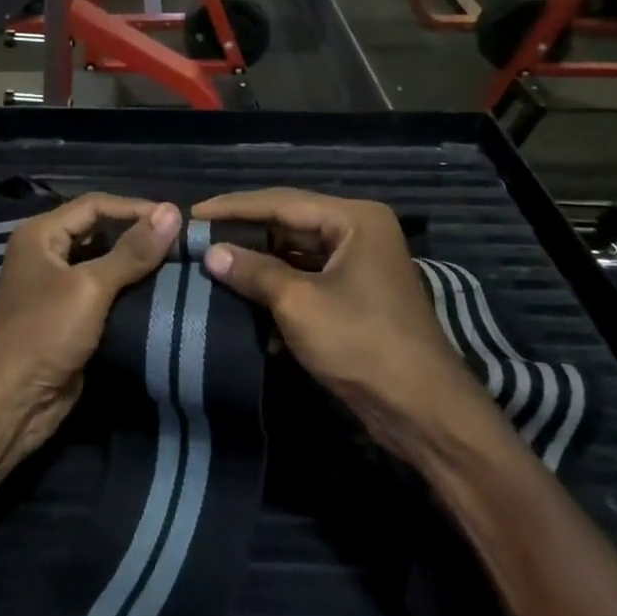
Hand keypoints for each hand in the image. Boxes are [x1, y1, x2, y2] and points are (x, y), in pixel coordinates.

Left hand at [0, 196, 180, 481]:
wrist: (10, 405)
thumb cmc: (43, 333)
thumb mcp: (90, 288)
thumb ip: (132, 251)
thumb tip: (172, 211)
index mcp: (40, 234)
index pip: (95, 205)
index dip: (135, 208)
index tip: (176, 219)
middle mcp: (46, 253)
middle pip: (98, 231)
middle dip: (137, 235)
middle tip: (181, 242)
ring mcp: (55, 287)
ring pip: (103, 263)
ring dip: (136, 264)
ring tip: (178, 264)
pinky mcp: (68, 318)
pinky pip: (103, 294)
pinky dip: (128, 291)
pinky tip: (159, 293)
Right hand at [194, 189, 503, 460]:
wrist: (423, 412)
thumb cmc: (362, 344)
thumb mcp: (299, 304)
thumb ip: (253, 271)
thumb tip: (210, 253)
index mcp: (354, 219)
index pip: (281, 202)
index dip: (234, 208)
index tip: (193, 214)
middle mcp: (358, 232)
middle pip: (289, 224)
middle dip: (245, 235)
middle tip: (199, 240)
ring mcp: (359, 264)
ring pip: (295, 254)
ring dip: (259, 265)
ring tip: (213, 266)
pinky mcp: (355, 296)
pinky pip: (307, 279)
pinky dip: (278, 289)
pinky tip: (245, 302)